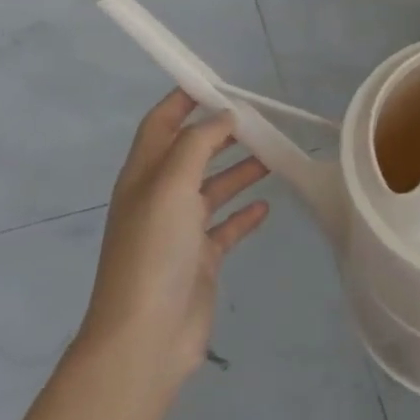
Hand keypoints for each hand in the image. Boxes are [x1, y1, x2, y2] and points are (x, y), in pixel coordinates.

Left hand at [78, 91, 270, 400]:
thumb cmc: (154, 251)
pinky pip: (226, 227)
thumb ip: (198, 143)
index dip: (183, 100)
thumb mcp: (171, 184)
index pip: (161, 124)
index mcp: (144, 175)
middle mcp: (160, 197)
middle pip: (193, 153)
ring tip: (275, 156)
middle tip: (260, 121)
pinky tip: (267, 207)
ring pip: (213, 188)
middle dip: (222, 134)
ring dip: (240, 170)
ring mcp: (180, 231)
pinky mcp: (200, 260)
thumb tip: (223, 117)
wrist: (146, 337)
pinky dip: (244, 214)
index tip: (217, 83)